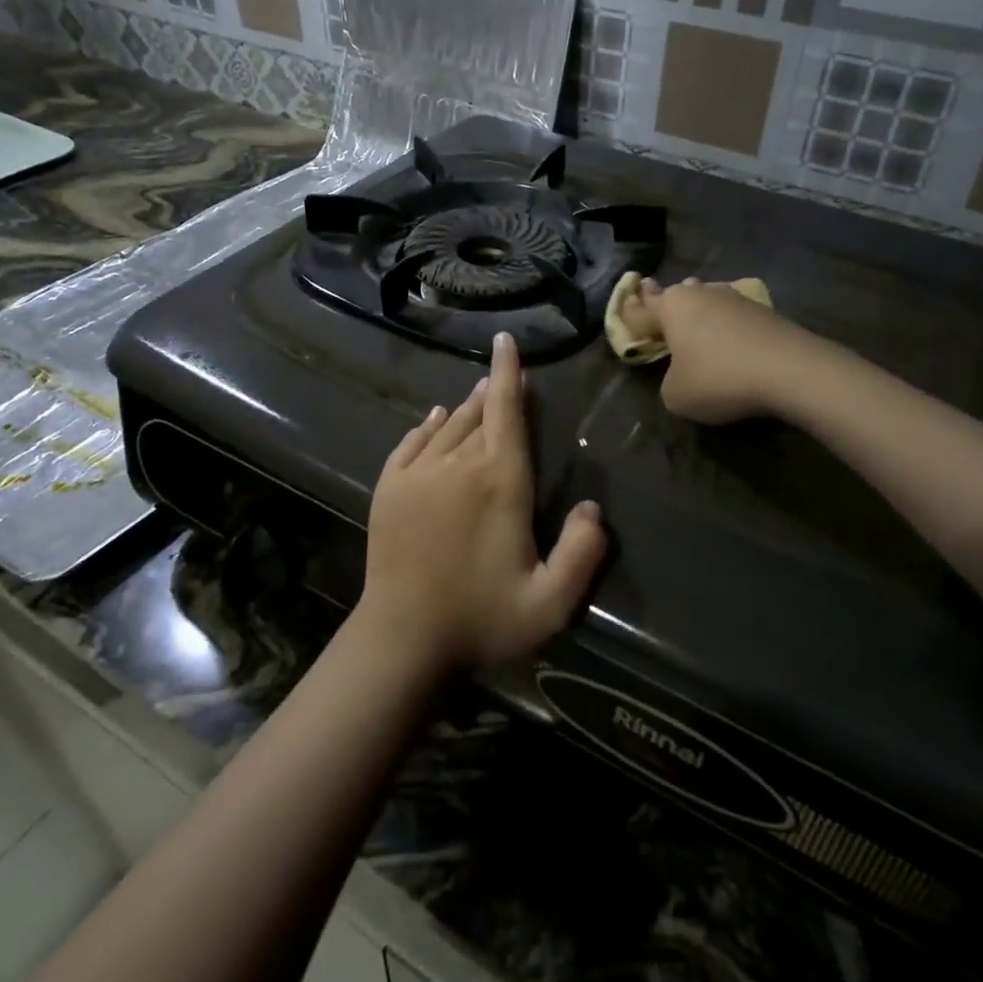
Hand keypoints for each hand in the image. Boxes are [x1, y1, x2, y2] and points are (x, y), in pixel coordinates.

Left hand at [360, 332, 606, 673]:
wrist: (403, 639)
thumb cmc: (481, 619)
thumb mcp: (550, 602)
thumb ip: (583, 553)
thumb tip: (593, 507)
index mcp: (501, 481)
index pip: (508, 413)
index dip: (508, 373)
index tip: (505, 342)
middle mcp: (459, 464)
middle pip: (479, 415)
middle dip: (493, 393)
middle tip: (502, 379)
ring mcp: (418, 474)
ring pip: (446, 425)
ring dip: (465, 408)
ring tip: (477, 396)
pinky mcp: (389, 489)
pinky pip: (410, 443)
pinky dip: (425, 427)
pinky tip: (432, 420)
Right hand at [620, 277, 810, 424]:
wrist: (791, 371)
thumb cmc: (719, 378)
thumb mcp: (676, 395)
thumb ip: (668, 380)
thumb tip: (682, 372)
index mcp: (671, 307)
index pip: (640, 311)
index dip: (629, 316)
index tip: (623, 312)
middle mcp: (700, 294)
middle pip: (674, 296)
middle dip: (663, 302)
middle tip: (655, 303)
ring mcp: (735, 298)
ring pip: (706, 300)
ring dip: (698, 311)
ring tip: (694, 322)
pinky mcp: (764, 310)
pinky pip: (732, 315)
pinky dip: (725, 325)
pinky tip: (729, 338)